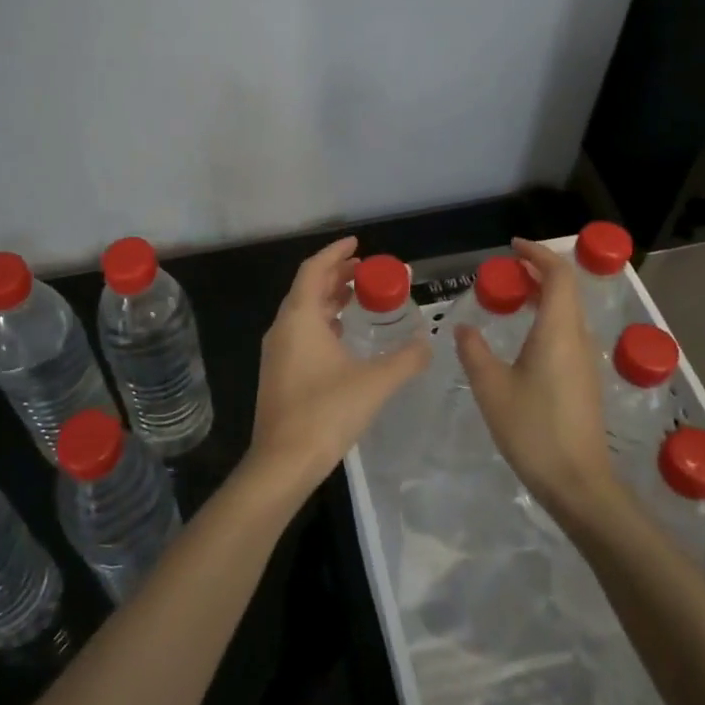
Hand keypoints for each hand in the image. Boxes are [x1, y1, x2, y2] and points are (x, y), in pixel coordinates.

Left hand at [247, 236, 431, 495]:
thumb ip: (405, 360)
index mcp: (300, 318)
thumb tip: (428, 344)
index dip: (335, 252)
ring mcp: (276, 351)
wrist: (283, 461)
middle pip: (307, 287)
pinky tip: (341, 335)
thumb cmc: (326, 412)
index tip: (357, 243)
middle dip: (335, 274)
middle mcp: (283, 328)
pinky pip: (299, 332)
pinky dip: (321, 321)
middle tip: (364, 269)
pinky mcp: (277, 372)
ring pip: (302, 311)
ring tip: (357, 296)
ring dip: (328, 298)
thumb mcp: (374, 383)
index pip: (314, 270)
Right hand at [454, 238, 621, 520]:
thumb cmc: (533, 430)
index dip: (538, 254)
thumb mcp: (491, 388)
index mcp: (558, 331)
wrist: (577, 483)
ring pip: (568, 312)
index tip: (512, 247)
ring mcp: (585, 361)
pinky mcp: (584, 380)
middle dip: (538, 272)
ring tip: (511, 299)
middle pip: (566, 290)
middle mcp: (577, 338)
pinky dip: (546, 319)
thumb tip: (463, 328)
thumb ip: (474, 351)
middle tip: (505, 272)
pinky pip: (567, 333)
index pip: (558, 275)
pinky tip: (522, 338)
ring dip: (543, 296)